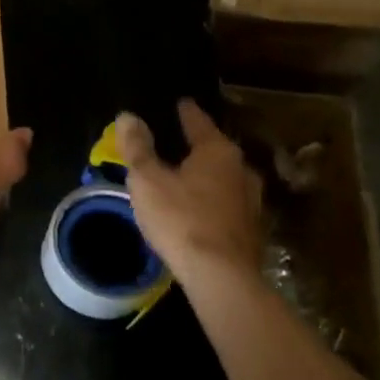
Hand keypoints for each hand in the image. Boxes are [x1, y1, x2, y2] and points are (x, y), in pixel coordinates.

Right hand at [116, 100, 262, 280]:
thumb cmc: (181, 219)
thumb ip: (137, 147)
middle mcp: (241, 169)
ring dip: (206, 176)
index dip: (186, 112)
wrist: (221, 276)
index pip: (198, 121)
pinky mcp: (251, 229)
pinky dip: (212, 200)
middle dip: (197, 146)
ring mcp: (252, 200)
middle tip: (177, 142)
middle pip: (215, 149)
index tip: (180, 103)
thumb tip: (128, 116)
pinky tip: (199, 209)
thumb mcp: (148, 180)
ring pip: (223, 178)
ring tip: (186, 177)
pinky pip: (227, 203)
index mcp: (217, 151)